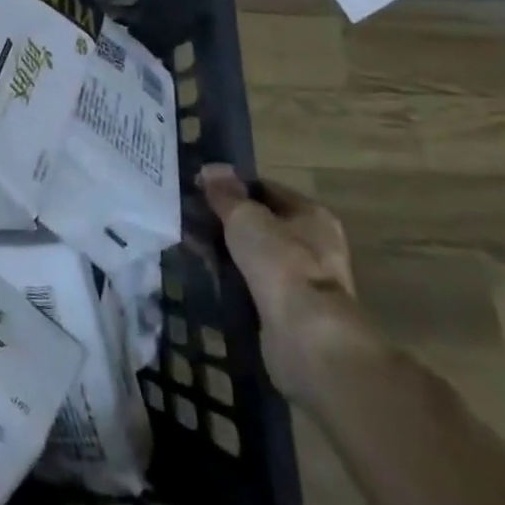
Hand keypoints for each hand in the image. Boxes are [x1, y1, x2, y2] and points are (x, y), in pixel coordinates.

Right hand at [198, 167, 369, 405]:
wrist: (306, 336)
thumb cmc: (280, 262)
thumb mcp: (245, 217)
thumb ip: (225, 194)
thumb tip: (211, 168)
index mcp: (312, 215)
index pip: (266, 189)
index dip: (232, 187)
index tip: (199, 189)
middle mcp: (314, 245)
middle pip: (261, 224)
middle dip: (226, 222)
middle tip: (190, 219)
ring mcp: (303, 281)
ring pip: (255, 256)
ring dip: (227, 253)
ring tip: (191, 248)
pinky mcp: (290, 311)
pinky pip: (253, 285)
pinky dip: (232, 281)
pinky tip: (207, 277)